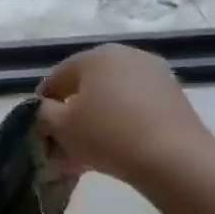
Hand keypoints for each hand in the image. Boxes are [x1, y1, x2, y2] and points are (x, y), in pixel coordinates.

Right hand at [36, 44, 214, 183]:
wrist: (173, 158)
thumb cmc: (106, 134)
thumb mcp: (59, 126)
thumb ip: (44, 113)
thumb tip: (49, 109)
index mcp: (95, 56)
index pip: (57, 76)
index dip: (44, 102)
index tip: (40, 126)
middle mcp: (126, 56)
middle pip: (88, 85)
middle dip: (73, 111)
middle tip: (64, 139)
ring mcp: (154, 74)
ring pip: (112, 97)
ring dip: (97, 118)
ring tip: (88, 149)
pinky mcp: (173, 96)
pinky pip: (135, 106)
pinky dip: (121, 122)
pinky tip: (114, 147)